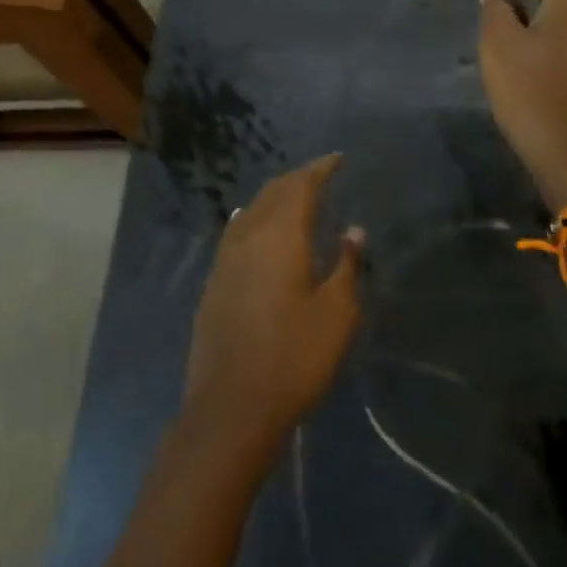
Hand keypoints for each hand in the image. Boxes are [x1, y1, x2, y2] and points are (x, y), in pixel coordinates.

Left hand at [180, 155, 363, 468]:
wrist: (231, 407)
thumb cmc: (294, 357)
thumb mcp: (336, 313)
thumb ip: (345, 265)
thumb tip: (352, 231)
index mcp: (280, 237)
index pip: (300, 187)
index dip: (320, 169)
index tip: (338, 159)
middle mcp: (247, 238)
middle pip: (272, 193)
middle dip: (297, 179)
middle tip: (321, 175)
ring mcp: (224, 260)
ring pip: (250, 211)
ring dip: (274, 198)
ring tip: (295, 198)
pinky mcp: (213, 283)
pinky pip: (236, 233)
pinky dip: (254, 219)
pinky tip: (255, 226)